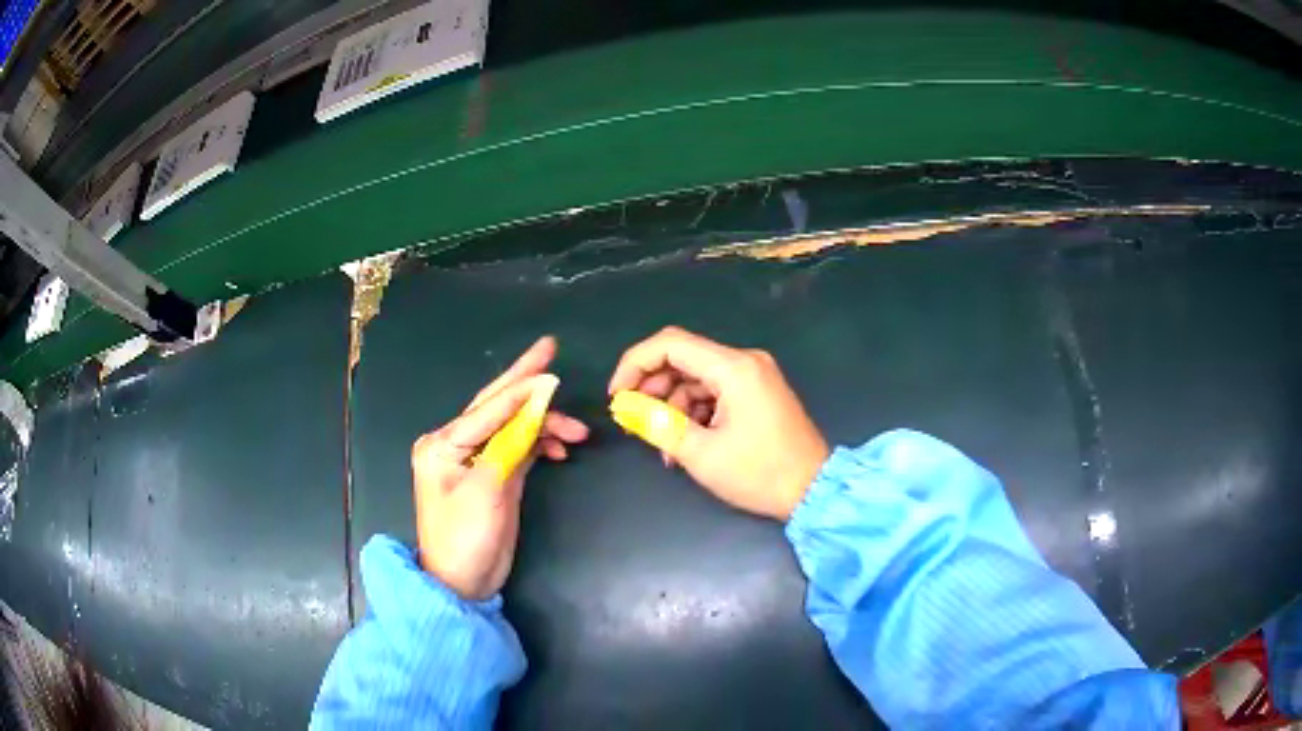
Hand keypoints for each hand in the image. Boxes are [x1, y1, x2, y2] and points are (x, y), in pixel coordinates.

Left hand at [412, 336, 588, 599]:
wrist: (463, 583)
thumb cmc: (466, 538)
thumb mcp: (488, 489)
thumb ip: (512, 442)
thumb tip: (538, 402)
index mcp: (442, 443)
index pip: (487, 408)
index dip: (521, 388)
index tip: (552, 368)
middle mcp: (454, 443)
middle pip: (495, 404)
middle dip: (525, 381)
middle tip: (550, 348)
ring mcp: (474, 458)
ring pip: (512, 426)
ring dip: (543, 424)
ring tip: (577, 431)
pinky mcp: (492, 474)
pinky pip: (517, 446)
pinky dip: (539, 444)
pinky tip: (560, 449)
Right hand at [609, 327, 828, 520]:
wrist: (813, 490)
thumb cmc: (759, 474)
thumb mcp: (701, 454)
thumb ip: (658, 425)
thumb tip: (627, 409)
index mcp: (734, 368)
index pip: (670, 344)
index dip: (635, 364)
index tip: (617, 395)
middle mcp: (745, 361)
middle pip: (683, 358)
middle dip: (653, 388)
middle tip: (635, 421)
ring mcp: (754, 375)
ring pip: (696, 378)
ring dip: (673, 406)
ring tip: (665, 447)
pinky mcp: (757, 391)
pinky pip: (714, 391)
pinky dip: (695, 412)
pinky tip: (685, 443)